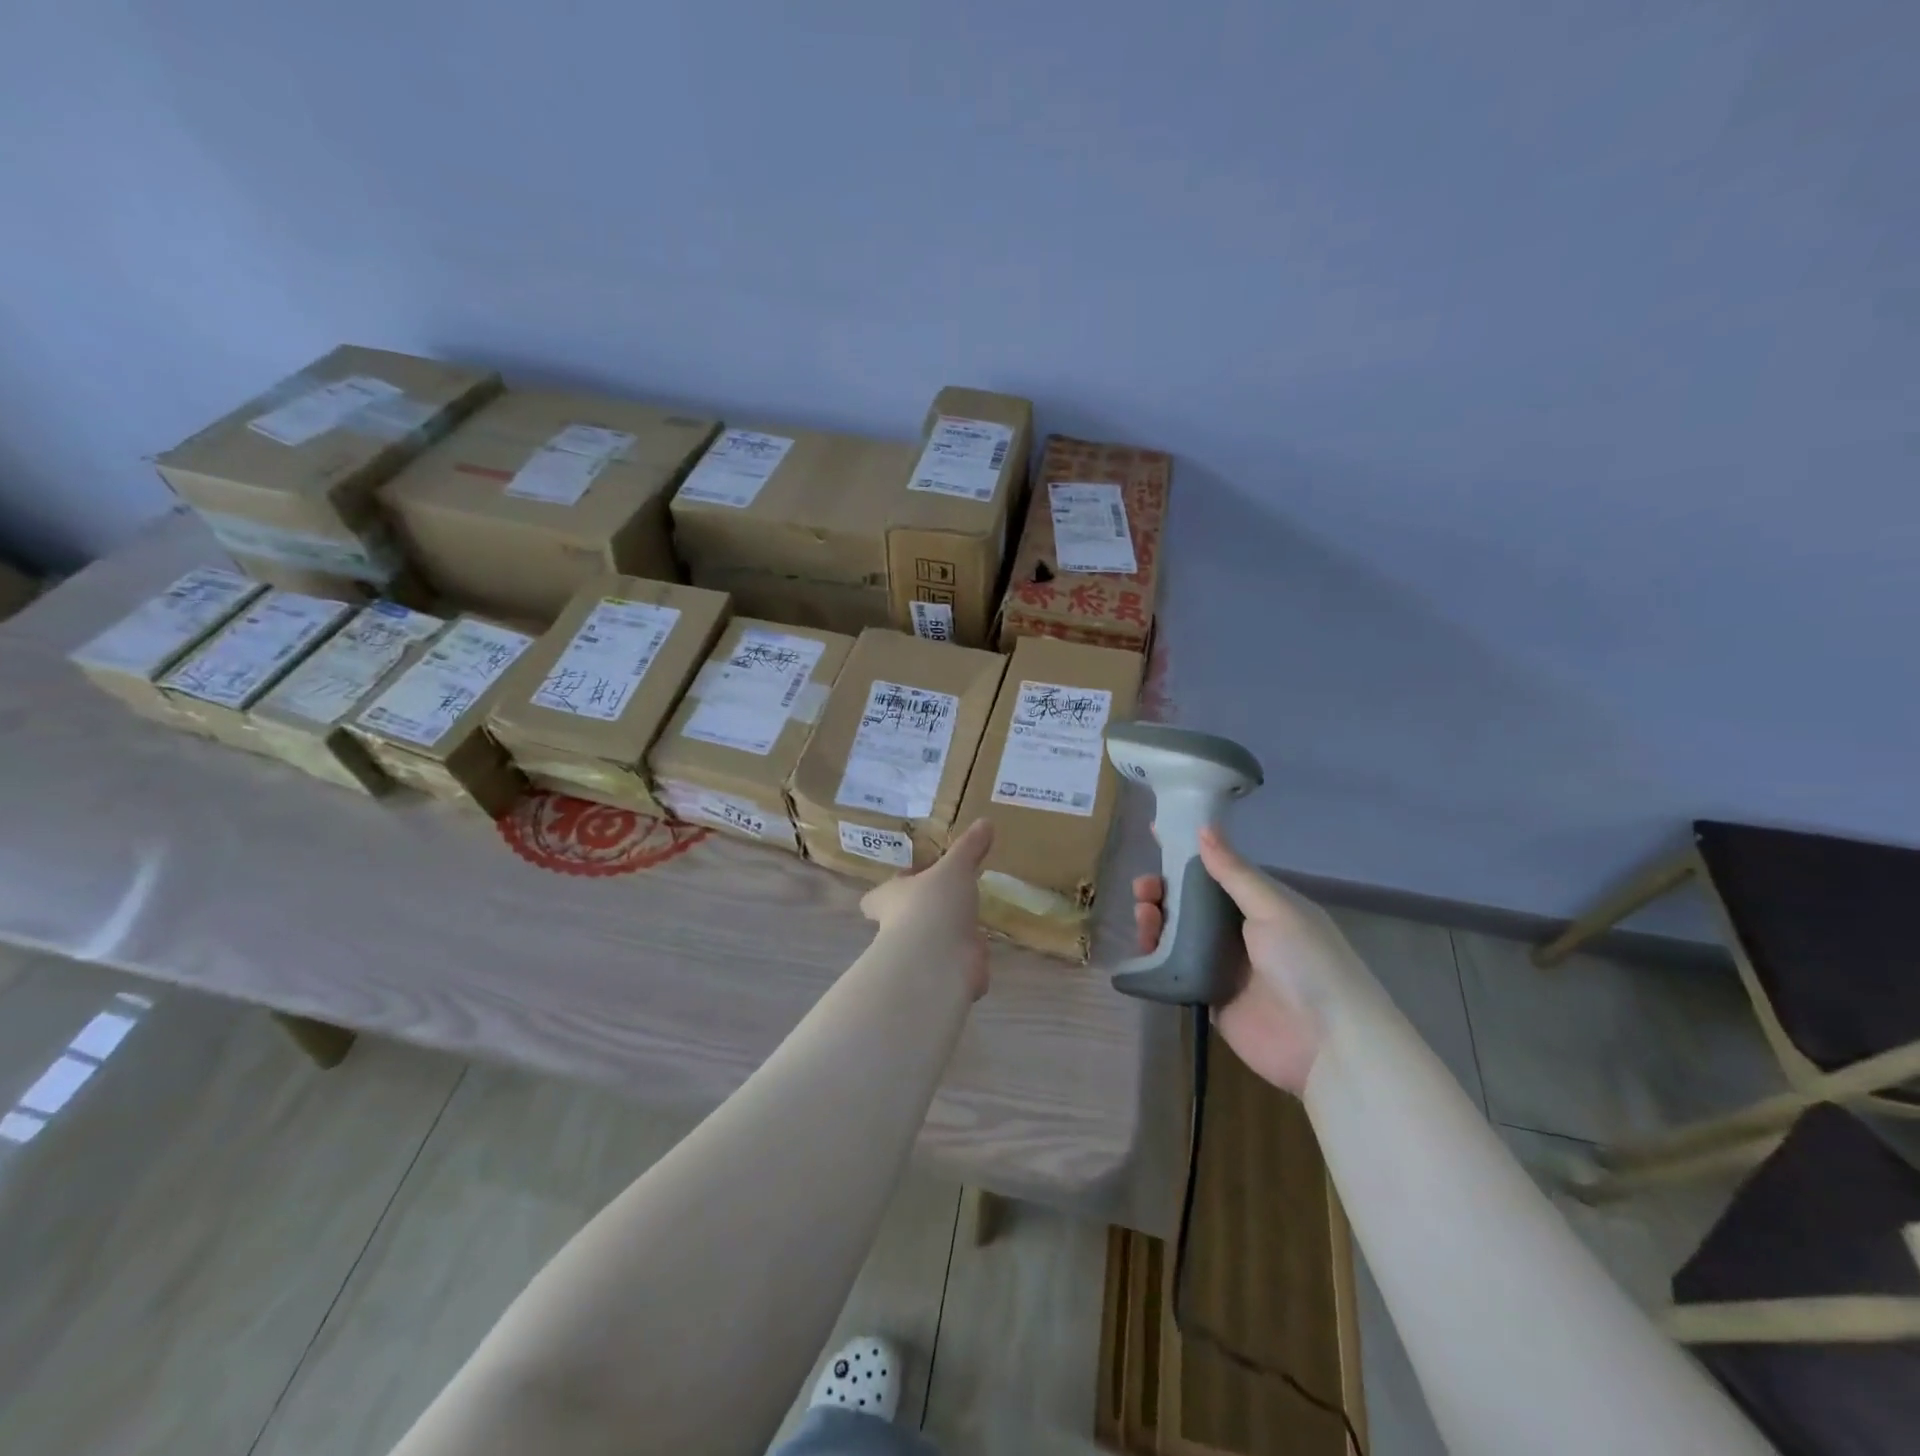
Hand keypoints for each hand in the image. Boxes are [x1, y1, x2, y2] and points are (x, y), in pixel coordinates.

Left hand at [860, 818, 994, 998]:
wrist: (938, 960)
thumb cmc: (933, 904)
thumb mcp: (954, 867)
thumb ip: (969, 847)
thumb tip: (985, 822)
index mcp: (890, 898)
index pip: (876, 897)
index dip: (889, 890)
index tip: (909, 880)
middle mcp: (898, 928)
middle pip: (905, 919)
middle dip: (924, 912)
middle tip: (947, 899)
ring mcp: (919, 956)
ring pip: (930, 942)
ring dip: (947, 936)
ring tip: (968, 923)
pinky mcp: (941, 976)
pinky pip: (955, 964)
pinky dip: (966, 960)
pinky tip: (980, 951)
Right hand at [1132, 825, 1357, 1091]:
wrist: (1326, 1044)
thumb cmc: (1306, 962)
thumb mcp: (1273, 908)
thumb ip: (1234, 872)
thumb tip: (1203, 828)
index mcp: (1260, 904)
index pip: (1218, 870)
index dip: (1188, 854)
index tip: (1155, 834)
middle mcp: (1239, 930)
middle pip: (1190, 902)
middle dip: (1163, 890)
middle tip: (1144, 889)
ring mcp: (1222, 964)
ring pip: (1177, 934)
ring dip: (1156, 920)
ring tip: (1144, 916)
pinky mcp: (1207, 996)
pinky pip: (1173, 971)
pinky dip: (1154, 958)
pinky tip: (1142, 948)